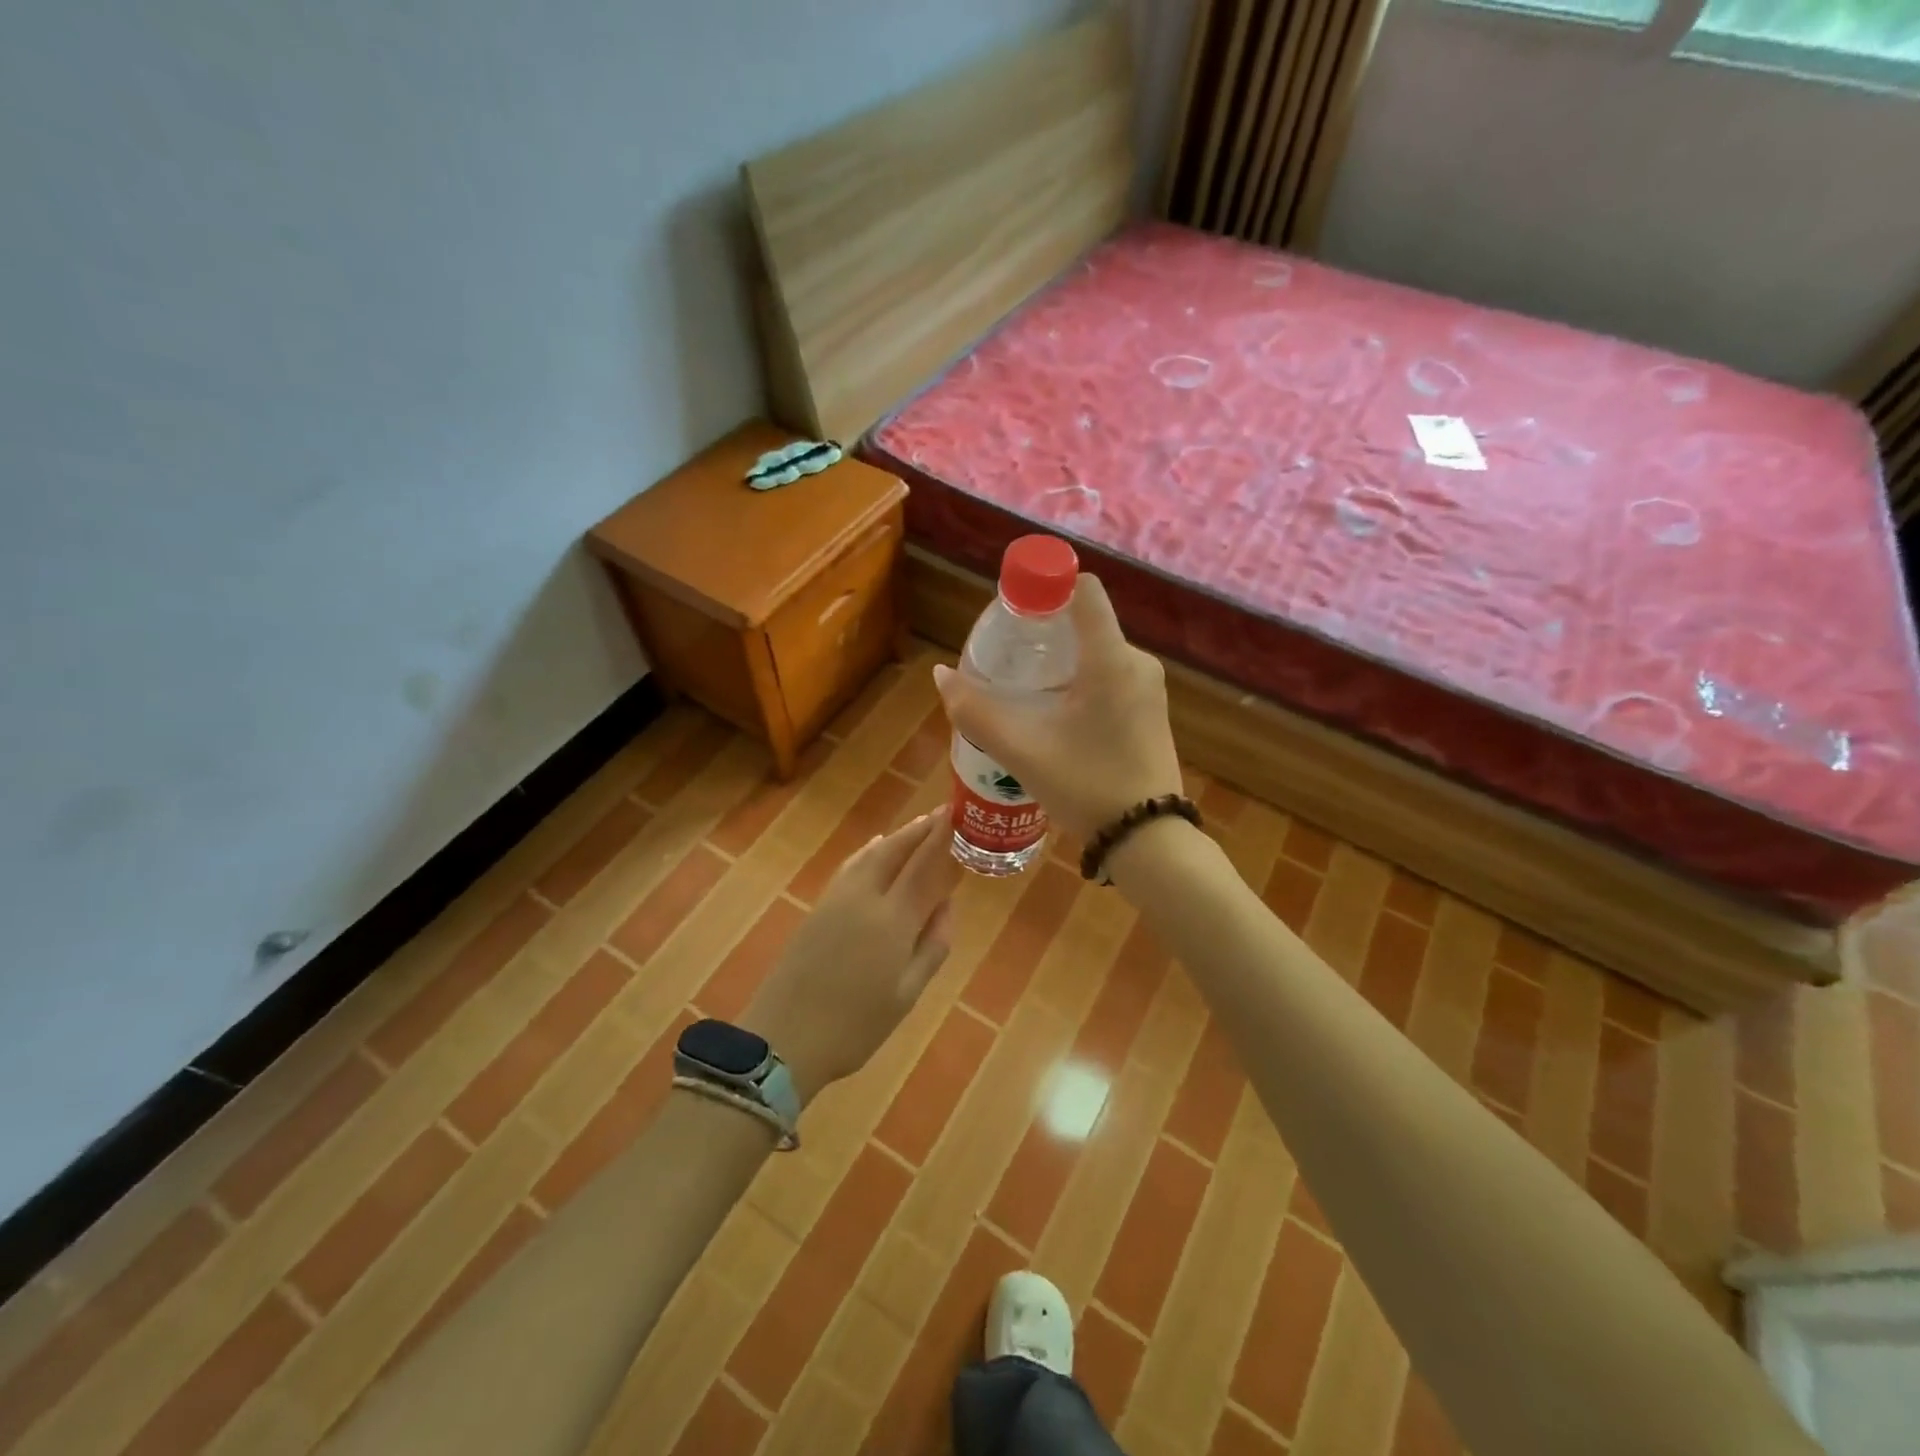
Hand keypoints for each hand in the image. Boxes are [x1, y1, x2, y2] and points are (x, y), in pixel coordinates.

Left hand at [741, 811, 960, 1106]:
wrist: (783, 1039)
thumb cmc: (856, 1026)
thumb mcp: (907, 994)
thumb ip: (932, 945)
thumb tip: (947, 904)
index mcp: (893, 920)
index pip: (926, 865)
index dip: (945, 838)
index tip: (961, 815)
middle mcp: (865, 897)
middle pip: (897, 850)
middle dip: (922, 829)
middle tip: (945, 813)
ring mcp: (837, 899)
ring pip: (872, 853)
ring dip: (898, 836)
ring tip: (920, 825)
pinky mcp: (818, 907)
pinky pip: (852, 865)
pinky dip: (871, 850)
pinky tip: (876, 846)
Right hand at [933, 575, 1182, 839]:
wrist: (1148, 840)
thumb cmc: (1086, 786)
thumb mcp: (1022, 751)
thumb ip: (976, 712)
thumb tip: (942, 676)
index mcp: (1110, 659)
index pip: (1083, 589)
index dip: (1046, 587)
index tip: (1014, 614)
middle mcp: (1136, 662)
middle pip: (1085, 623)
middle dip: (1043, 634)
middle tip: (1007, 662)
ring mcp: (1148, 688)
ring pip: (1097, 653)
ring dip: (1060, 663)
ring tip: (1025, 693)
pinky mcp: (1150, 710)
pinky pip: (1110, 677)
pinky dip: (1080, 682)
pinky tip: (1057, 716)